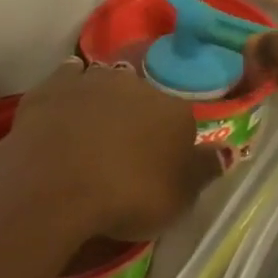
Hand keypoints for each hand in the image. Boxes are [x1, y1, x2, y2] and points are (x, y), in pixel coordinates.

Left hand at [1, 59, 221, 241]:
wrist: (55, 185)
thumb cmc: (127, 196)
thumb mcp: (179, 198)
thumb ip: (204, 170)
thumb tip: (226, 151)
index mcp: (174, 111)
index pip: (181, 119)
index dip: (171, 140)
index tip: (161, 163)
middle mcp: (137, 85)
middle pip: (143, 95)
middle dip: (137, 113)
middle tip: (125, 145)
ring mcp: (91, 81)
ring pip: (105, 80)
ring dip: (103, 96)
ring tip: (94, 126)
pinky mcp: (51, 88)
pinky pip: (66, 79)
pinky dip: (69, 90)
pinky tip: (65, 106)